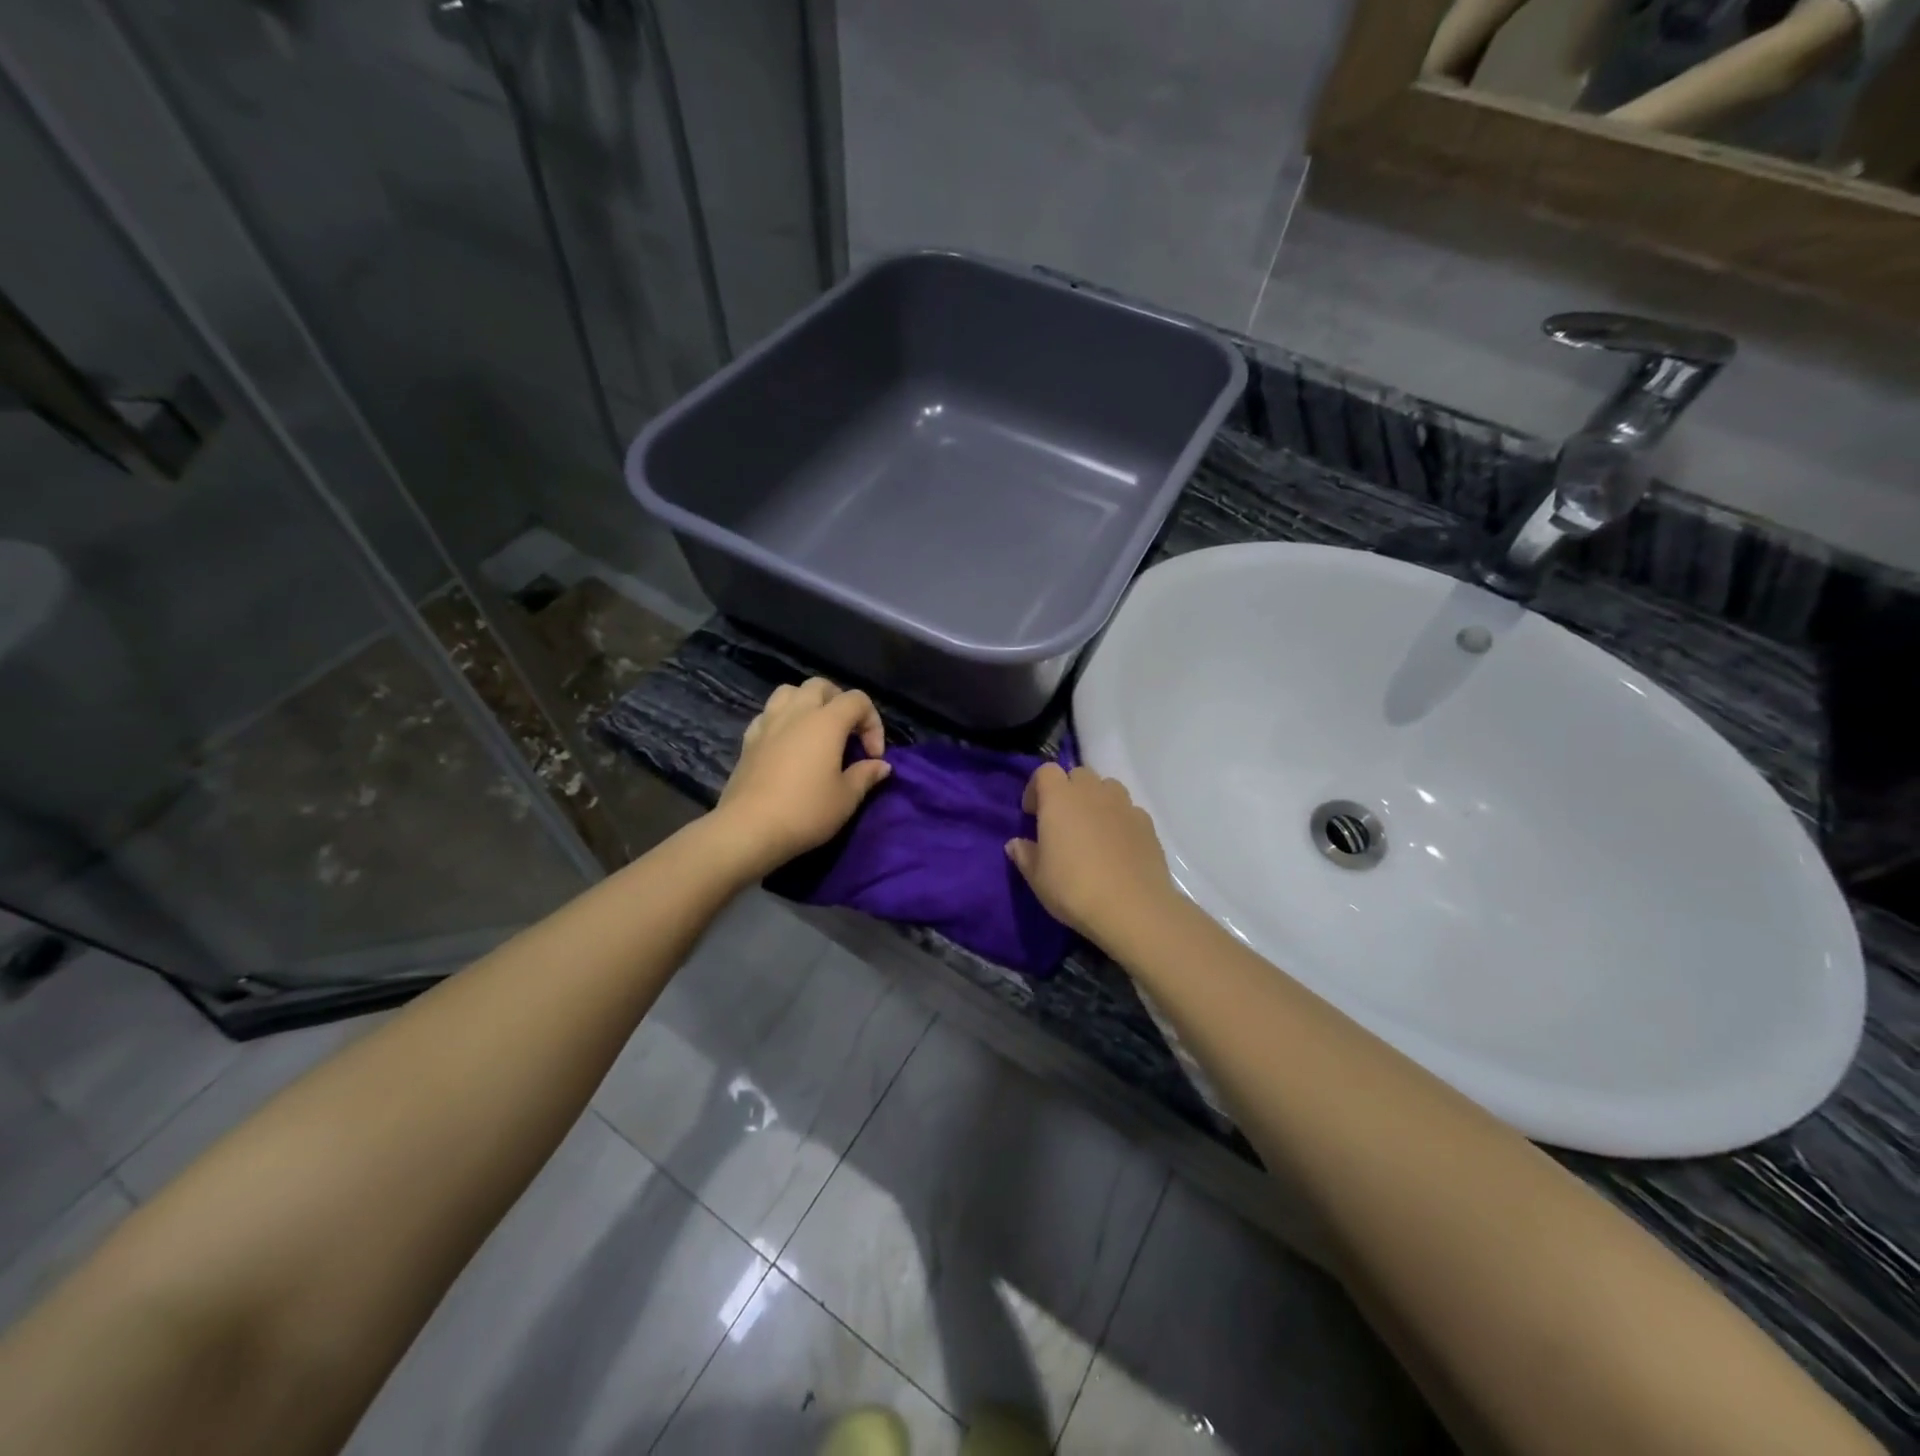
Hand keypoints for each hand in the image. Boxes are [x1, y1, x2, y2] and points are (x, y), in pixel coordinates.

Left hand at [718, 678, 891, 870]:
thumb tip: (881, 766)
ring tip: (816, 729)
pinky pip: (768, 714)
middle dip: (840, 703)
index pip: (857, 700)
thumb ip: (866, 775)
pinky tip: (787, 742)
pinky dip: (782, 720)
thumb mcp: (846, 798)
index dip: (873, 723)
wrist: (749, 829)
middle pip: (821, 686)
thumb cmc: (805, 811)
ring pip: (789, 692)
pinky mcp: (748, 740)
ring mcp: (768, 723)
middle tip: (847, 733)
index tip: (873, 756)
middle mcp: (797, 713)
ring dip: (807, 703)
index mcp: (826, 722)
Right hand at [1005, 763, 1179, 942]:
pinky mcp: (1147, 823)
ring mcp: (1124, 805)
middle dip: (1067, 790)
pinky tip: (1117, 846)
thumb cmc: (1074, 889)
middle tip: (1062, 821)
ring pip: (1107, 787)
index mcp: (1059, 798)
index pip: (1045, 771)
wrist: (1132, 908)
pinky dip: (1119, 819)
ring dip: (1095, 800)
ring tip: (1091, 829)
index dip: (1036, 788)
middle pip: (1078, 774)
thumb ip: (1024, 855)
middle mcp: (1092, 792)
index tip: (1032, 814)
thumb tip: (1015, 844)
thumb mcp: (1037, 877)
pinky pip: (1128, 809)